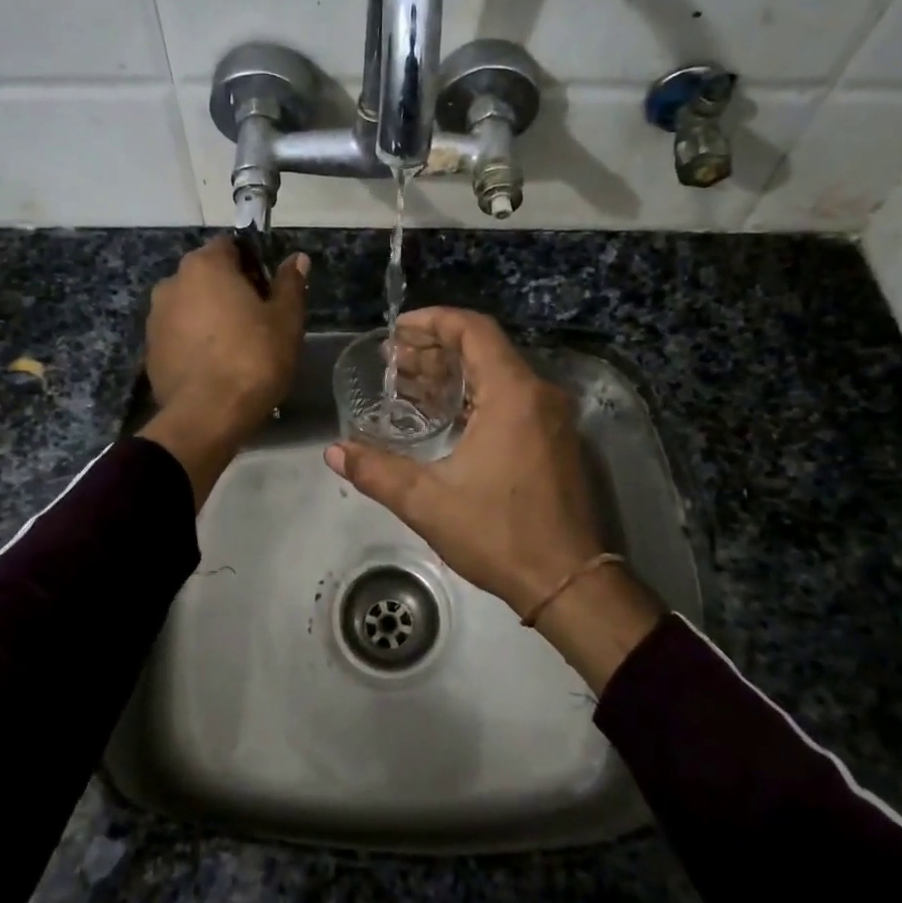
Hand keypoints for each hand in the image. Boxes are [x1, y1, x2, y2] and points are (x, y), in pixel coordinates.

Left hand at [141, 236, 307, 506]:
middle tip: (258, 321)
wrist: (207, 416)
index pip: (230, 247)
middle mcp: (172, 282)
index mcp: (205, 265)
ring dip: (210, 317)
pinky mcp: (150, 350)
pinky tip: (215, 366)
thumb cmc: (253, 358)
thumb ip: (290, 283)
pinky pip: (179, 335)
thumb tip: (297, 258)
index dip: (253, 265)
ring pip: (191, 306)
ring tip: (236, 348)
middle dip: (230, 291)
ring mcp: (156, 317)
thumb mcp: (285, 320)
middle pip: (207, 276)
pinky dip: (195, 342)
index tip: (269, 291)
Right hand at [325, 308, 661, 687]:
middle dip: (434, 349)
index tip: (397, 330)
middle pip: (484, 349)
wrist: (567, 581)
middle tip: (392, 362)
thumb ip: (377, 471)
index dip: (433, 321)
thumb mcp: (428, 501)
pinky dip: (474, 396)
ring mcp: (550, 418)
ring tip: (407, 386)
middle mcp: (538, 395)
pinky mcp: (554, 440)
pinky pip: (510, 398)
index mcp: (513, 394)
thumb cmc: (499, 534)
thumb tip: (334, 451)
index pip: (474, 330)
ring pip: (497, 375)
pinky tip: (441, 416)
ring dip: (453, 374)